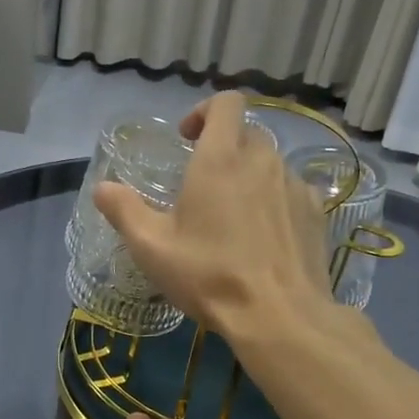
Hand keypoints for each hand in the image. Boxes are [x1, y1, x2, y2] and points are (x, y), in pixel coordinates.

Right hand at [94, 91, 331, 337]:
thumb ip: (124, 210)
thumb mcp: (152, 247)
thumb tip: (102, 188)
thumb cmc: (209, 275)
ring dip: (249, 176)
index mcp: (220, 159)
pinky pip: (291, 190)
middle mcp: (262, 161)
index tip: (188, 138)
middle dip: (224, 148)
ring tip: (232, 216)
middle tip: (202, 186)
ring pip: (269, 163)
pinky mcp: (316, 212)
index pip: (226, 103)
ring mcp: (294, 185)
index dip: (205, 111)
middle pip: (246, 133)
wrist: (280, 316)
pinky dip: (274, 200)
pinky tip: (263, 236)